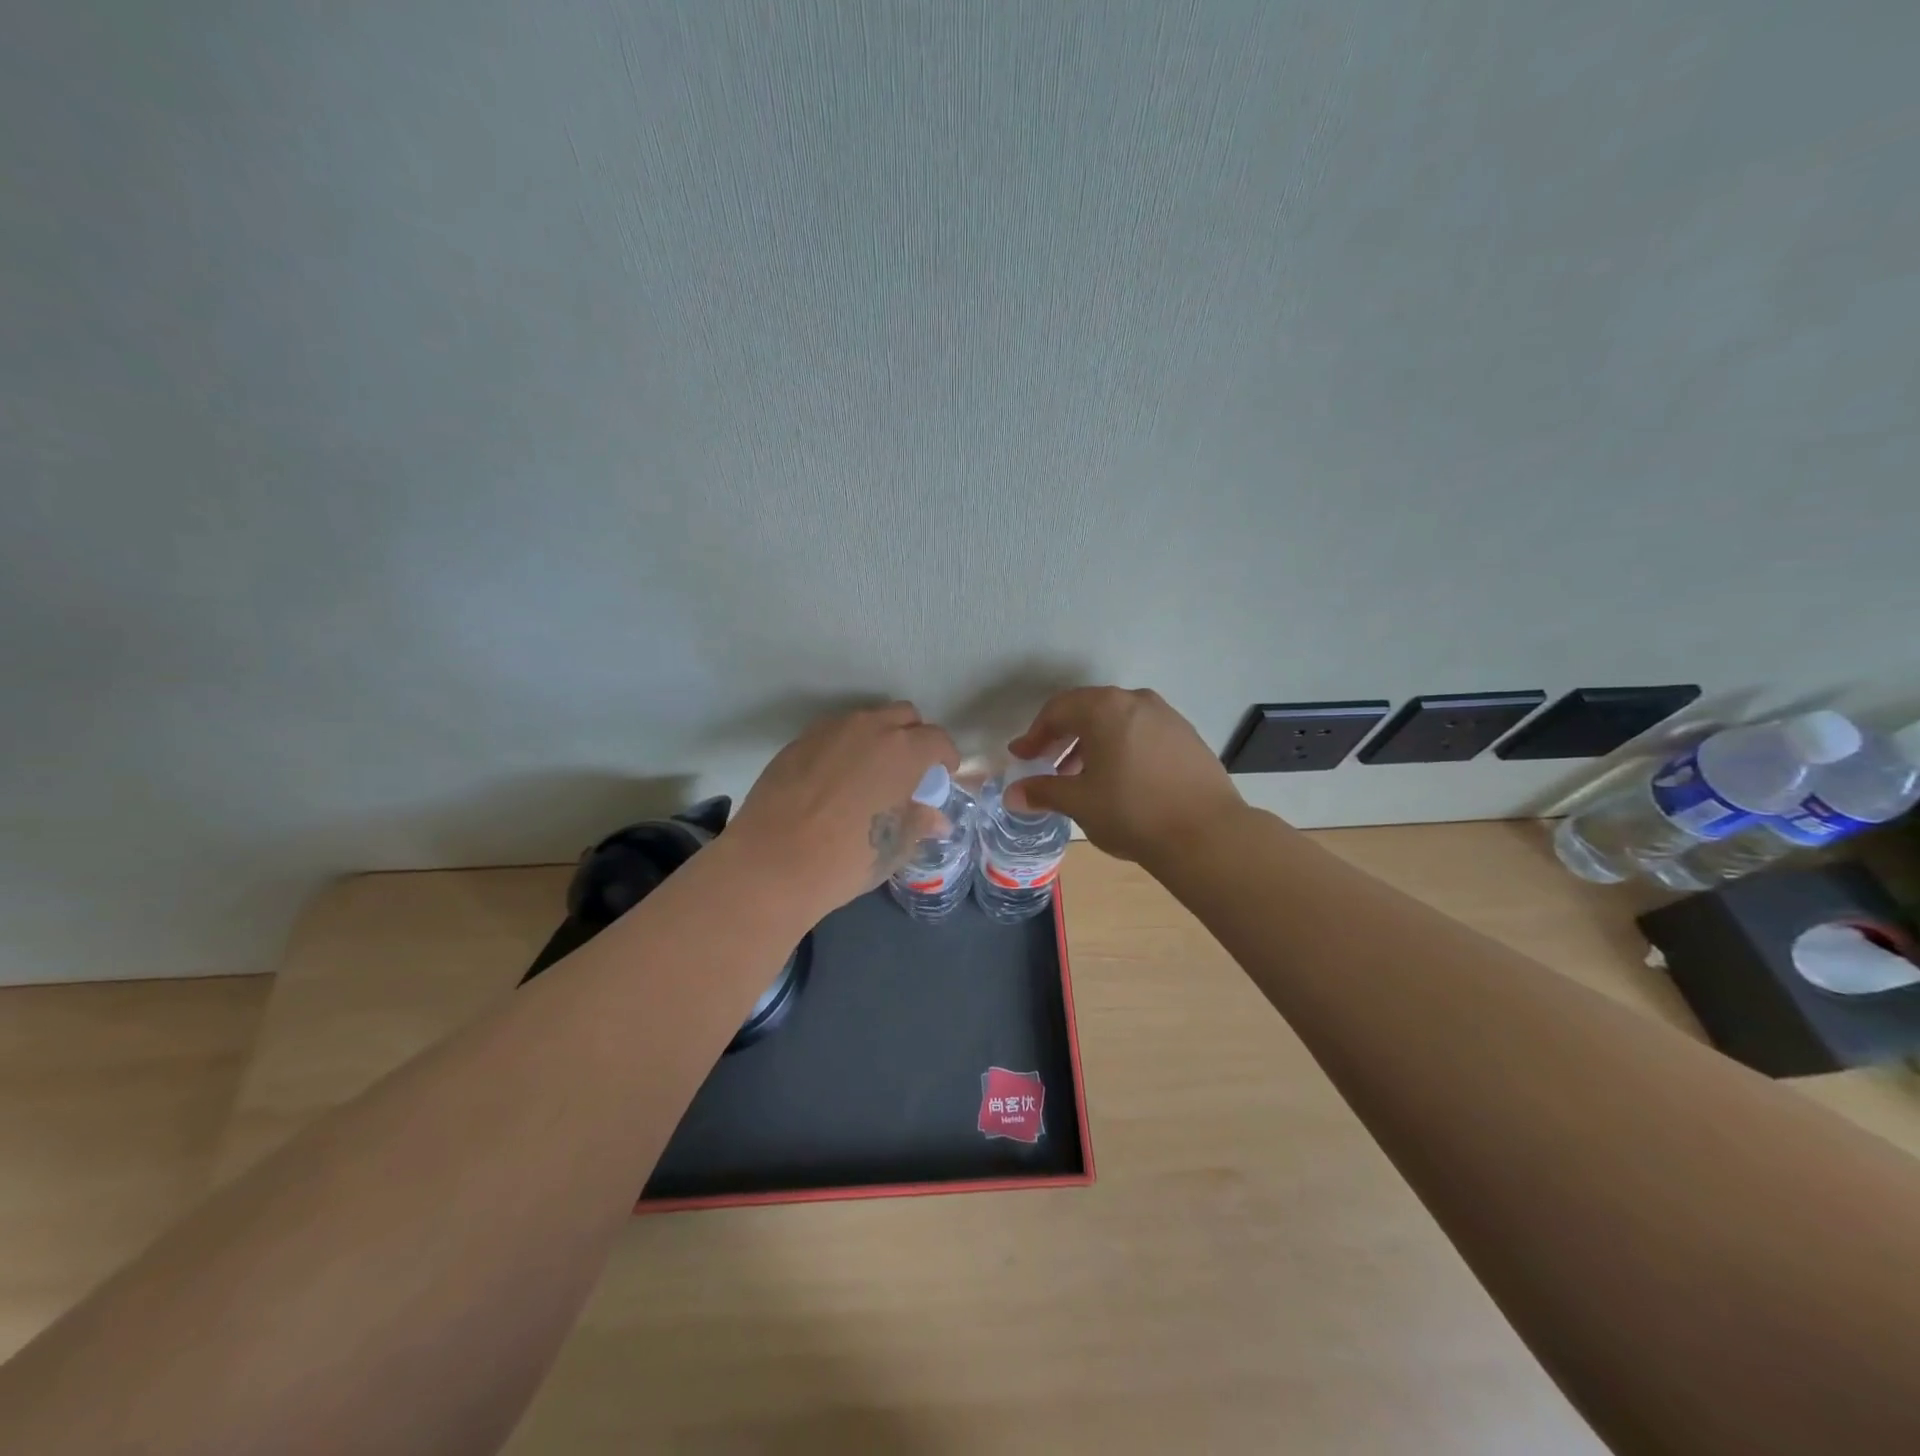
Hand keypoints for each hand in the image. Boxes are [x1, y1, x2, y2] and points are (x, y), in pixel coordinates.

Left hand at [726, 702, 959, 919]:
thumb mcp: (894, 847)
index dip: (945, 757)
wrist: (772, 863)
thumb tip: (936, 818)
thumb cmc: (847, 858)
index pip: (938, 739)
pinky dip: (844, 747)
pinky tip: (835, 780)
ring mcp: (829, 730)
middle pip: (904, 716)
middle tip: (910, 770)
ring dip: (878, 738)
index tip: (942, 775)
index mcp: (903, 750)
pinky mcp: (798, 741)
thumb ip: (920, 823)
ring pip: (865, 720)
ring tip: (871, 773)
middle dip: (914, 737)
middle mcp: (869, 727)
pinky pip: (833, 733)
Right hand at [1005, 687, 1245, 864]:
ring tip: (1081, 776)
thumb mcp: (1079, 803)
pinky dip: (1121, 747)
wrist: (1207, 834)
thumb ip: (1043, 792)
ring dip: (1092, 743)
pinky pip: (1142, 732)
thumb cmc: (1132, 812)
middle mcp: (1136, 701)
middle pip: (1088, 710)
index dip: (1034, 734)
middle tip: (1047, 764)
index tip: (1022, 757)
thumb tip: (1013, 794)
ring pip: (1117, 721)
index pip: (1058, 710)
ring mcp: (1167, 716)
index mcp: (1105, 708)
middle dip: (1062, 736)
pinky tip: (1120, 779)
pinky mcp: (1187, 736)